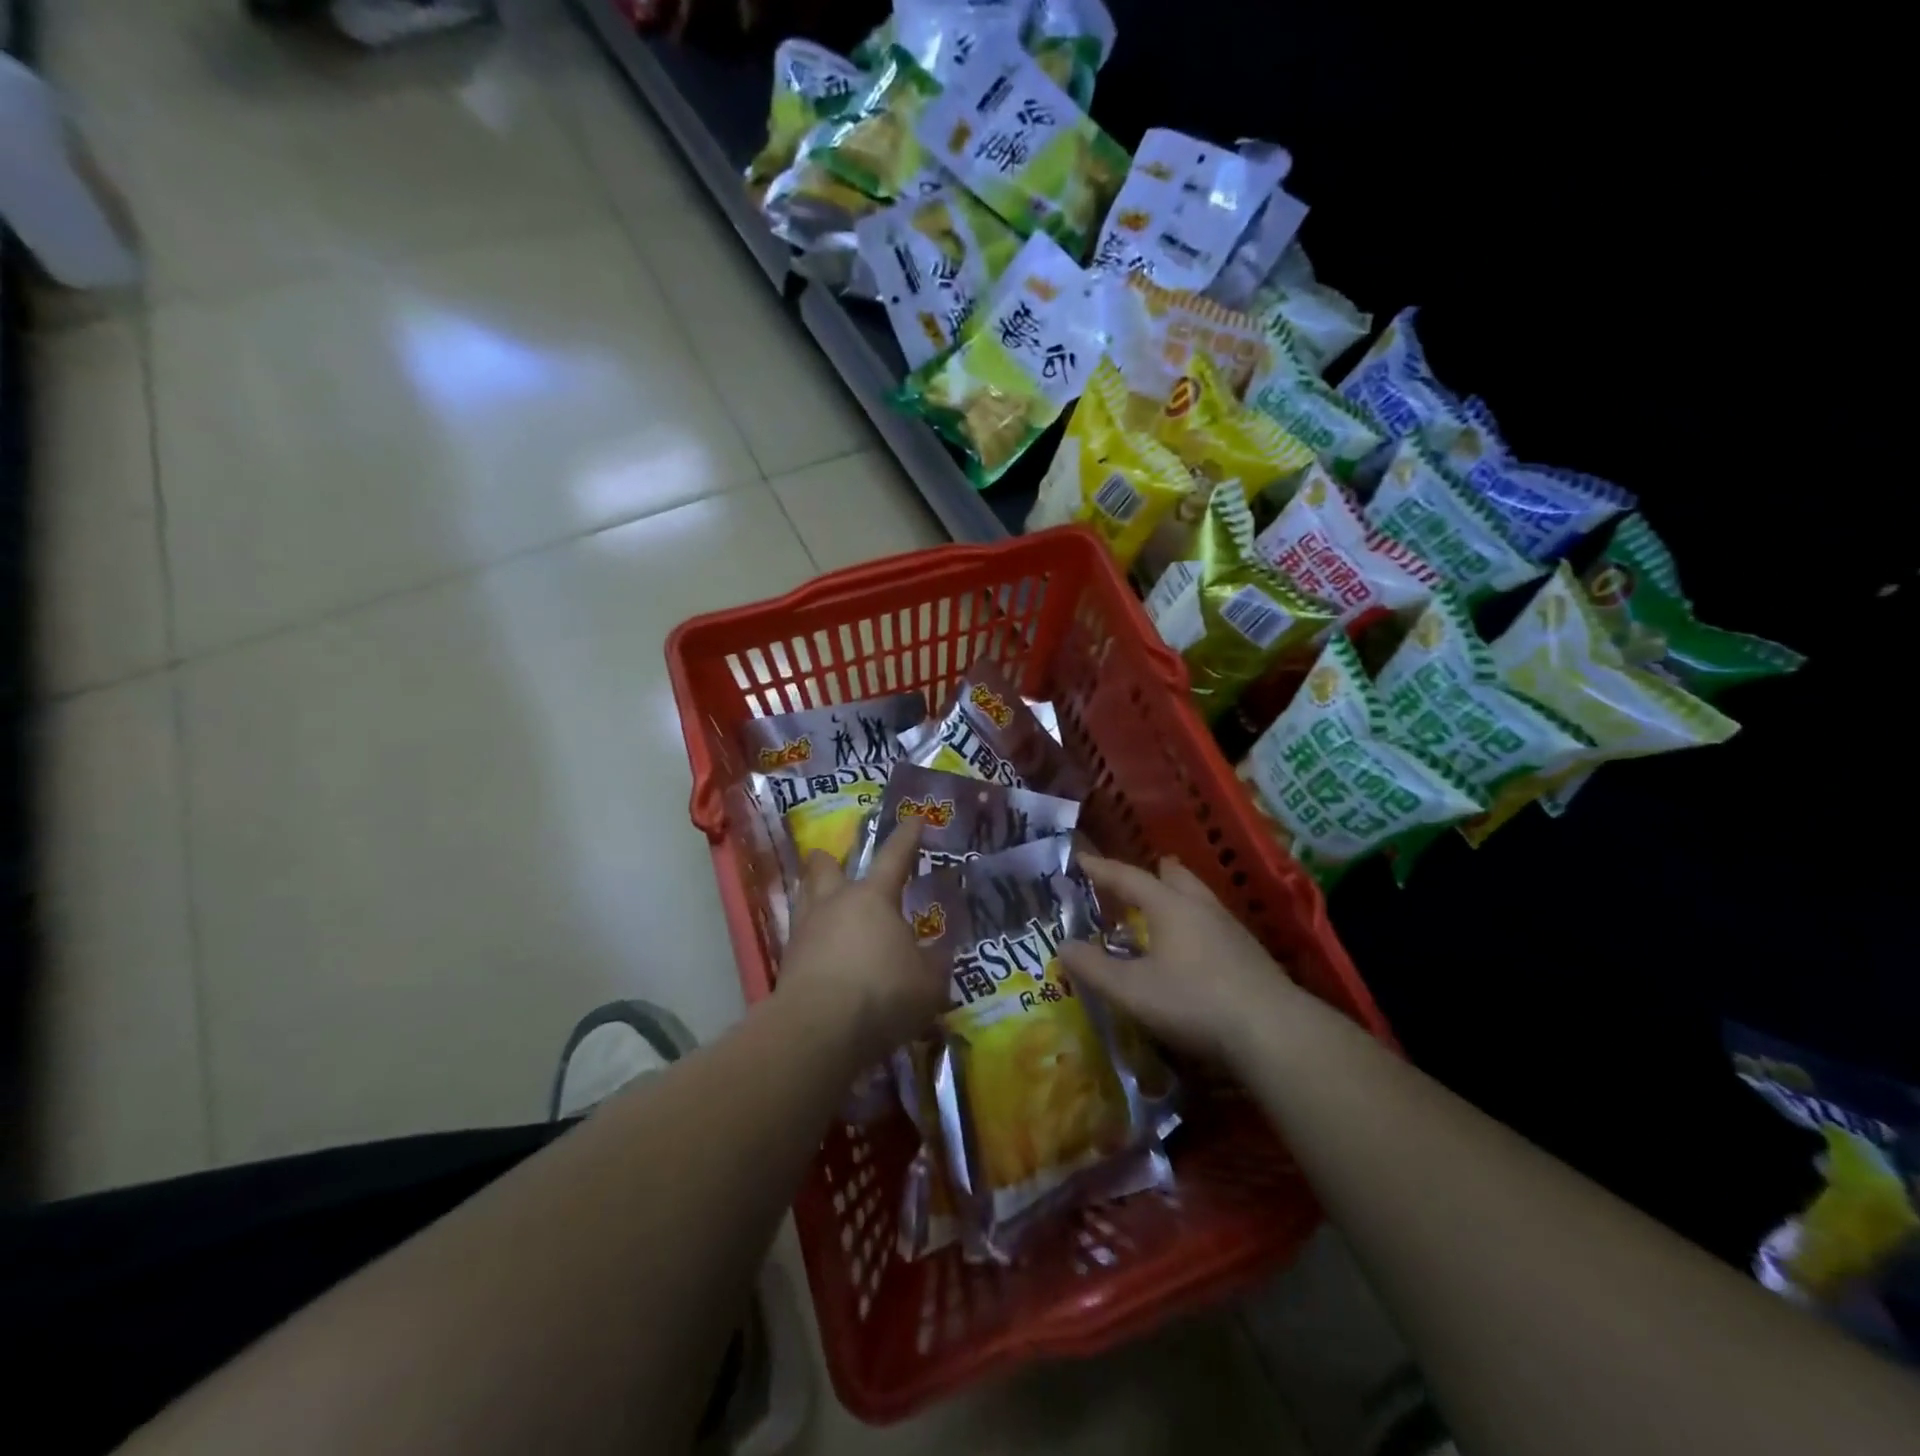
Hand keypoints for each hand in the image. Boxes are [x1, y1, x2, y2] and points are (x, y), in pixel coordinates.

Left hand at [778, 821, 946, 1065]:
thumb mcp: (929, 982)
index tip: (914, 818)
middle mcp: (835, 903)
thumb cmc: (883, 993)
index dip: (907, 836)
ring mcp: (805, 931)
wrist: (818, 1030)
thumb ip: (935, 962)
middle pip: (826, 867)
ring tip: (826, 904)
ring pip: (805, 897)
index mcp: (874, 897)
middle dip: (831, 860)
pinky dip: (811, 939)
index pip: (895, 856)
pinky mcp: (787, 962)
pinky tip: (822, 953)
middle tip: (837, 861)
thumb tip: (937, 952)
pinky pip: (800, 937)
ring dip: (815, 894)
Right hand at [1061, 855, 1299, 1064]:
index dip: (1102, 869)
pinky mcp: (1250, 954)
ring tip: (1165, 909)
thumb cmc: (1194, 1001)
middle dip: (1155, 872)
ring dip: (1179, 896)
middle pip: (1176, 877)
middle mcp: (1201, 908)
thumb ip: (1094, 968)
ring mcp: (1231, 929)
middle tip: (1140, 876)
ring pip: (1200, 898)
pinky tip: (1195, 947)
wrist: (1273, 1031)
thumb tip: (1063, 946)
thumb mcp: (1132, 990)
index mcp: (1170, 907)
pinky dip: (1196, 923)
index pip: (1129, 878)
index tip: (1082, 858)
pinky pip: (1214, 923)